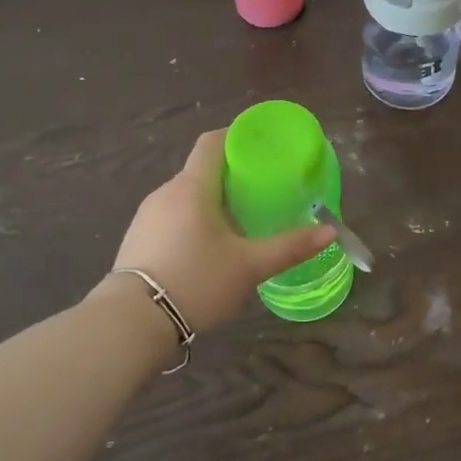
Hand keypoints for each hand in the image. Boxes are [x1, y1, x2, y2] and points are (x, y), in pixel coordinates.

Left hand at [110, 129, 334, 331]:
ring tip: (239, 221)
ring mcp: (147, 216)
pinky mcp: (137, 239)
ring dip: (211, 200)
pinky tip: (207, 247)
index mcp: (193, 187)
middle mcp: (166, 192)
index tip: (262, 146)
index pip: (212, 142)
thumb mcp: (249, 267)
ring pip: (186, 195)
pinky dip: (193, 219)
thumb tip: (330, 231)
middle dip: (231, 174)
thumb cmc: (196, 282)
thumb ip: (290, 247)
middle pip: (201, 169)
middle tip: (262, 190)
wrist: (131, 324)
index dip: (237, 136)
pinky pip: (171, 216)